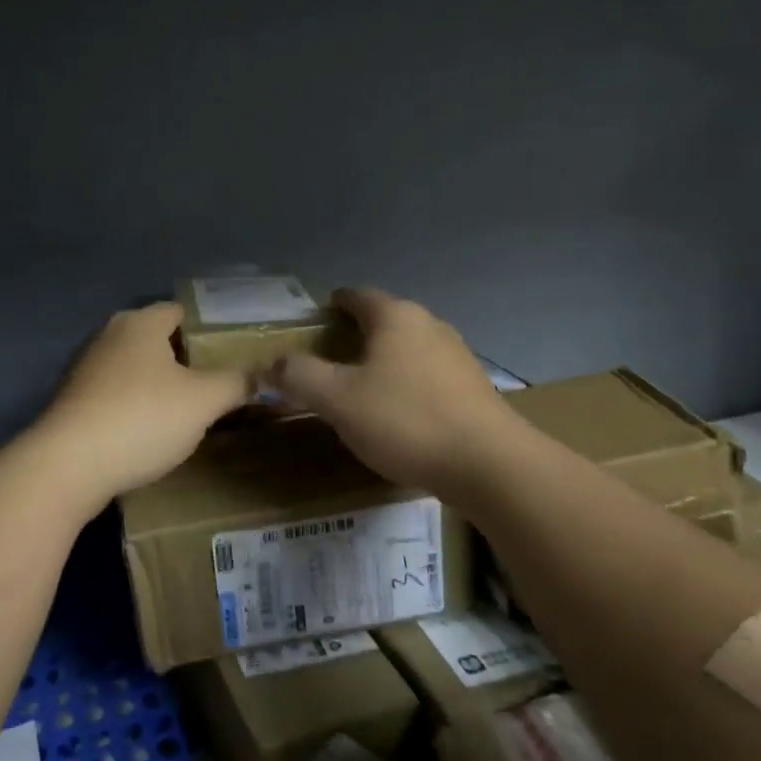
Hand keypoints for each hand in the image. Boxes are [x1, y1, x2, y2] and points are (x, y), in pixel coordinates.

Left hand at [32, 302, 249, 504]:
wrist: (68, 465)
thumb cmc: (142, 418)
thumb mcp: (203, 402)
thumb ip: (236, 383)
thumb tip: (262, 375)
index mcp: (141, 322)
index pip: (179, 311)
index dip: (206, 329)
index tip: (228, 355)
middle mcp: (109, 333)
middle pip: (155, 338)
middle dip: (183, 359)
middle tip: (213, 384)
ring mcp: (85, 366)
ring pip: (133, 366)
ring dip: (156, 383)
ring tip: (184, 411)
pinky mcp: (71, 398)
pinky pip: (113, 391)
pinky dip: (132, 403)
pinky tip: (146, 430)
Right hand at [267, 288, 514, 497]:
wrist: (490, 465)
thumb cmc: (406, 420)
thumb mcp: (338, 400)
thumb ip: (299, 376)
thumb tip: (270, 364)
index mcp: (395, 316)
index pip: (356, 296)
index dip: (331, 306)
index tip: (313, 323)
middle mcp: (428, 324)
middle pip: (383, 319)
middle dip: (355, 334)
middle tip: (328, 359)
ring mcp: (456, 353)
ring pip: (407, 346)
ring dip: (383, 359)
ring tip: (360, 386)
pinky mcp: (473, 385)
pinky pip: (428, 372)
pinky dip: (407, 381)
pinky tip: (399, 411)